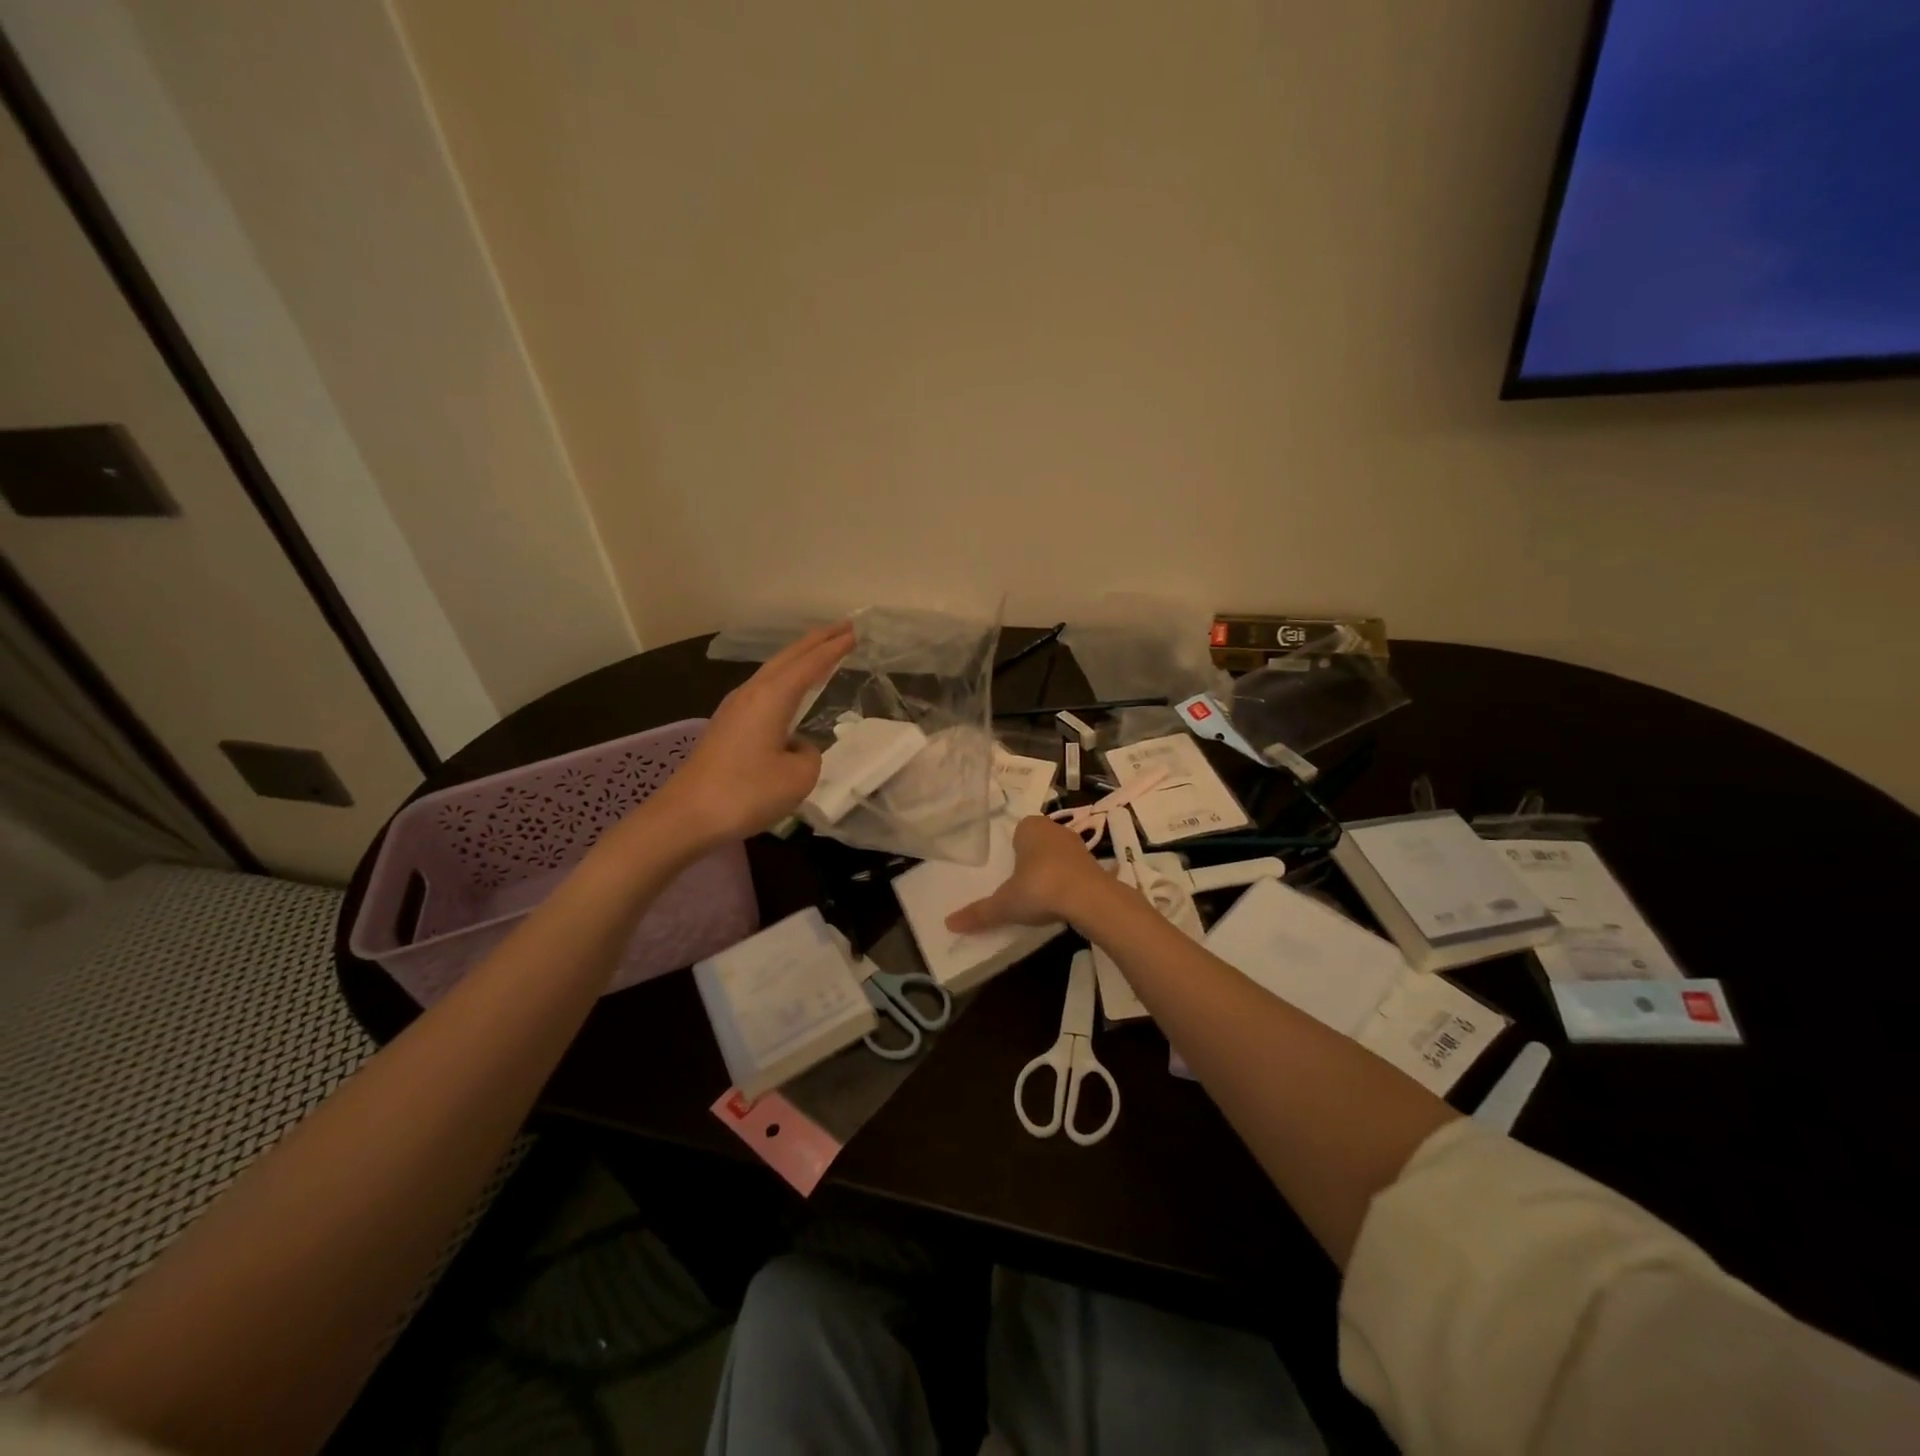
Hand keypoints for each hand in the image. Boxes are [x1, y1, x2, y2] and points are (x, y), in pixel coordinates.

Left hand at [649, 622, 855, 846]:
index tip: (855, 632)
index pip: (810, 664)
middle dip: (816, 641)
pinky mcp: (726, 727)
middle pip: (787, 658)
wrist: (686, 816)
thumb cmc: (746, 793)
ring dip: (798, 659)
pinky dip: (784, 680)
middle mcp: (751, 693)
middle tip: (843, 628)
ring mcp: (734, 709)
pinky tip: (789, 691)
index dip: (834, 648)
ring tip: (820, 653)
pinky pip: (764, 690)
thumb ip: (810, 755)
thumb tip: (797, 746)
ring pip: (773, 671)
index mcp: (771, 697)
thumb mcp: (798, 778)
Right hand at [945, 814, 1109, 932]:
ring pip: (1059, 855)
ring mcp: (1078, 845)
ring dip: (1053, 870)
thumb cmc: (1039, 888)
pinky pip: (1076, 870)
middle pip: (1039, 842)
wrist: (1089, 898)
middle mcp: (1055, 829)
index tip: (1009, 872)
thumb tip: (949, 923)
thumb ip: (979, 913)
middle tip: (1022, 885)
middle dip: (1032, 860)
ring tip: (1042, 896)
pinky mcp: (1096, 864)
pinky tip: (1064, 902)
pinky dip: (1070, 882)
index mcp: (1030, 827)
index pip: (1018, 832)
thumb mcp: (1004, 904)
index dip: (1014, 850)